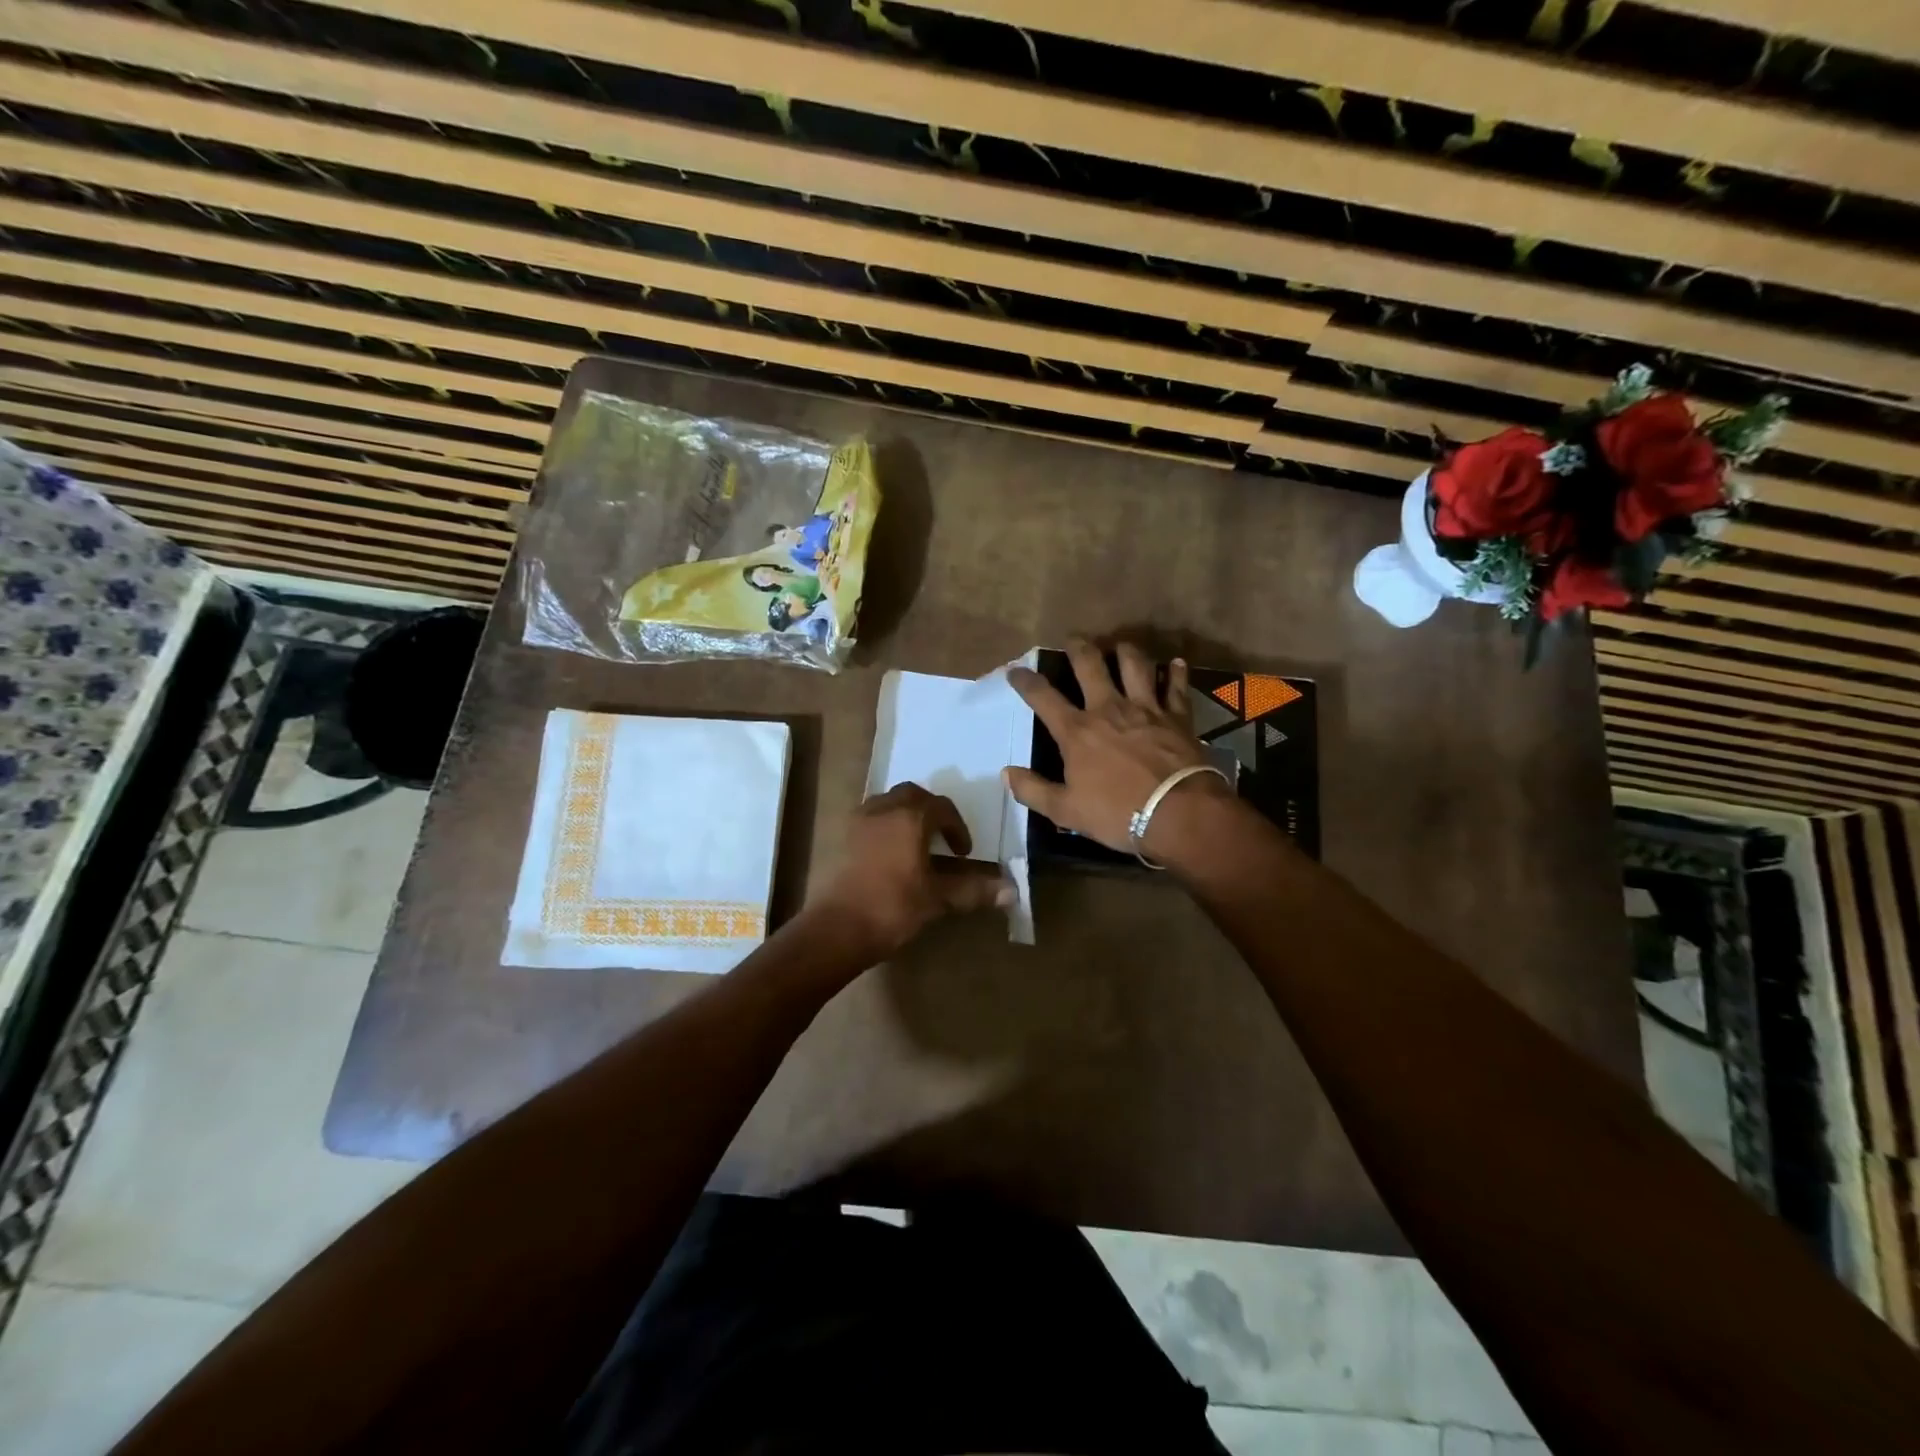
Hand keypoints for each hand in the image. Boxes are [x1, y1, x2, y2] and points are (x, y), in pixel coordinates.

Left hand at [808, 782, 1014, 962]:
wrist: (837, 928)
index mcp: (910, 817)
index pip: (942, 807)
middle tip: (942, 837)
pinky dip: (885, 824)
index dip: (957, 827)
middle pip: (913, 795)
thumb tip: (1012, 892)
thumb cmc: (893, 907)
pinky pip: (869, 817)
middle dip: (931, 811)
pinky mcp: (841, 837)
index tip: (964, 852)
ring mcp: (858, 821)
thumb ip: (974, 890)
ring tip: (916, 842)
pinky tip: (889, 853)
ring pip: (887, 802)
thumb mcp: (938, 899)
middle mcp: (883, 809)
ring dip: (906, 814)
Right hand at [1006, 639, 1233, 858]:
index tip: (1015, 670)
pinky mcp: (1177, 717)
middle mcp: (1108, 709)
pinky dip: (1175, 673)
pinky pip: (1176, 687)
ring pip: (1134, 664)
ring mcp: (1145, 709)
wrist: (1179, 813)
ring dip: (1126, 650)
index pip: (1043, 697)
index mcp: (1077, 731)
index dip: (1025, 681)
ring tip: (1120, 645)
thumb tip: (1006, 773)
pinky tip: (1175, 663)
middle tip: (1073, 639)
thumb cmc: (1117, 814)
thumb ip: (1033, 790)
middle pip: (1090, 665)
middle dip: (1078, 648)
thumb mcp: (1065, 811)